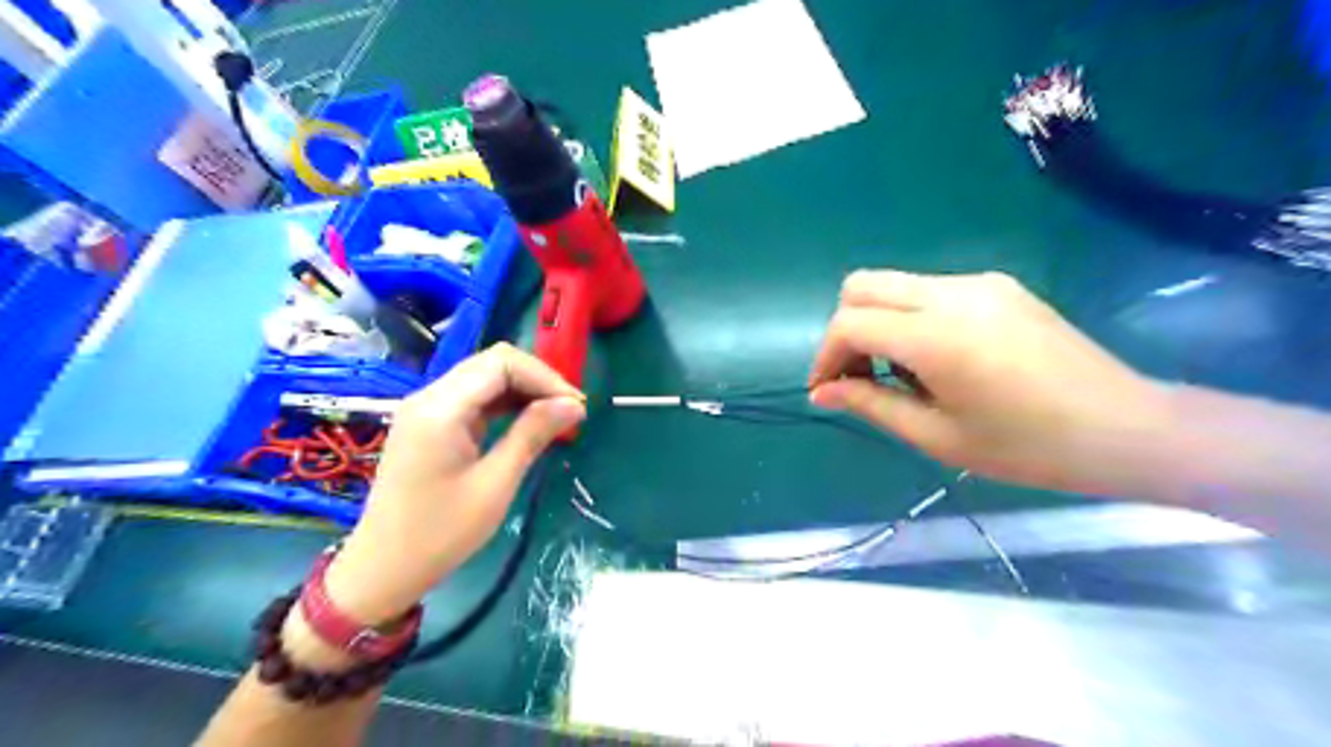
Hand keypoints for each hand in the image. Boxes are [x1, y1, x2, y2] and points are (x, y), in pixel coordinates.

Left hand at [320, 344, 583, 622]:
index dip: (544, 376)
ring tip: (556, 416)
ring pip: (485, 377)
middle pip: (492, 363)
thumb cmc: (441, 533)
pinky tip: (528, 421)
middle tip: (570, 410)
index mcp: (440, 409)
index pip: (501, 363)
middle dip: (537, 380)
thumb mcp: (495, 484)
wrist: (383, 568)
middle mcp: (429, 397)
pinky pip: (474, 397)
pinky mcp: (429, 423)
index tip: (575, 405)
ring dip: (523, 390)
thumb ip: (532, 435)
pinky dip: (505, 403)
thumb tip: (574, 405)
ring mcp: (426, 408)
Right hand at [805, 267, 1167, 496]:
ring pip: (894, 284)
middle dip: (845, 329)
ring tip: (900, 375)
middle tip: (858, 376)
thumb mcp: (936, 436)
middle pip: (862, 284)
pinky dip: (910, 317)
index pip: (850, 322)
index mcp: (936, 336)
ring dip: (878, 322)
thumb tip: (821, 392)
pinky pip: (929, 290)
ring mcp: (979, 283)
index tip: (827, 390)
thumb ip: (870, 404)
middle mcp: (952, 293)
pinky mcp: (998, 285)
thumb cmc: (1027, 447)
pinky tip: (936, 359)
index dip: (826, 355)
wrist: (1124, 428)